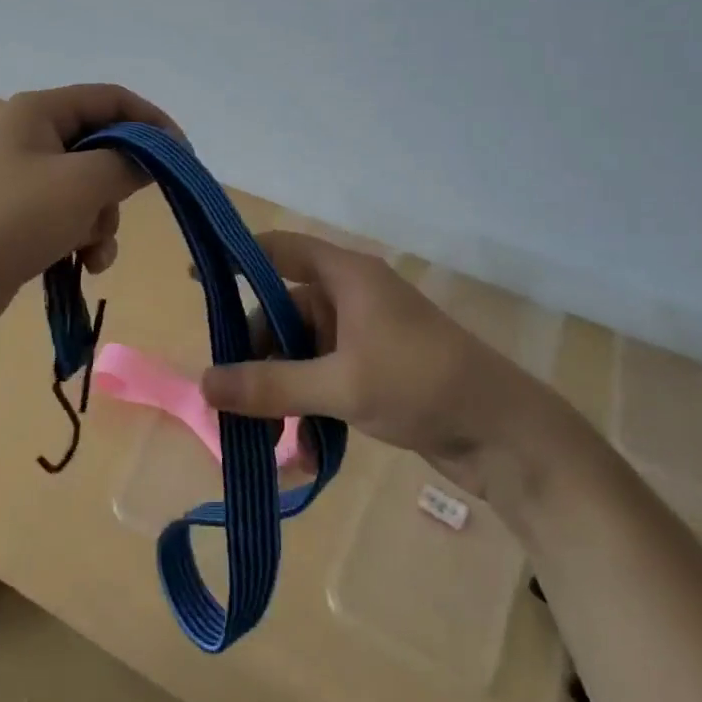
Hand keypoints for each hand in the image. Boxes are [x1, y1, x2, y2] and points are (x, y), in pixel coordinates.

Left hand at [0, 84, 180, 341]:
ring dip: (102, 222)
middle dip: (120, 185)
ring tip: (92, 251)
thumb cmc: (9, 220)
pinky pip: (69, 219)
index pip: (111, 99)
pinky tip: (81, 265)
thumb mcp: (81, 185)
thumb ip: (128, 164)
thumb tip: (156, 157)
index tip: (182, 157)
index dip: (152, 122)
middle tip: (126, 209)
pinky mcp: (19, 220)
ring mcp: (22, 181)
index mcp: (40, 112)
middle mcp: (31, 138)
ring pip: (90, 189)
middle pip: (102, 147)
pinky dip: (82, 239)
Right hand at [200, 231, 560, 506]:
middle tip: (231, 398)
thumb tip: (203, 385)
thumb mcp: (339, 385)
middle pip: (283, 312)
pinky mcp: (374, 370)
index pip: (280, 249)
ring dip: (282, 393)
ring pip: (301, 353)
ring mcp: (364, 336)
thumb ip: (270, 386)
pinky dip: (309, 408)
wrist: (505, 433)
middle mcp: (352, 298)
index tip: (196, 280)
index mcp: (346, 277)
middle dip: (257, 356)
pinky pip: (324, 380)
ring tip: (267, 439)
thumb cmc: (420, 383)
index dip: (237, 259)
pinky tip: (302, 452)